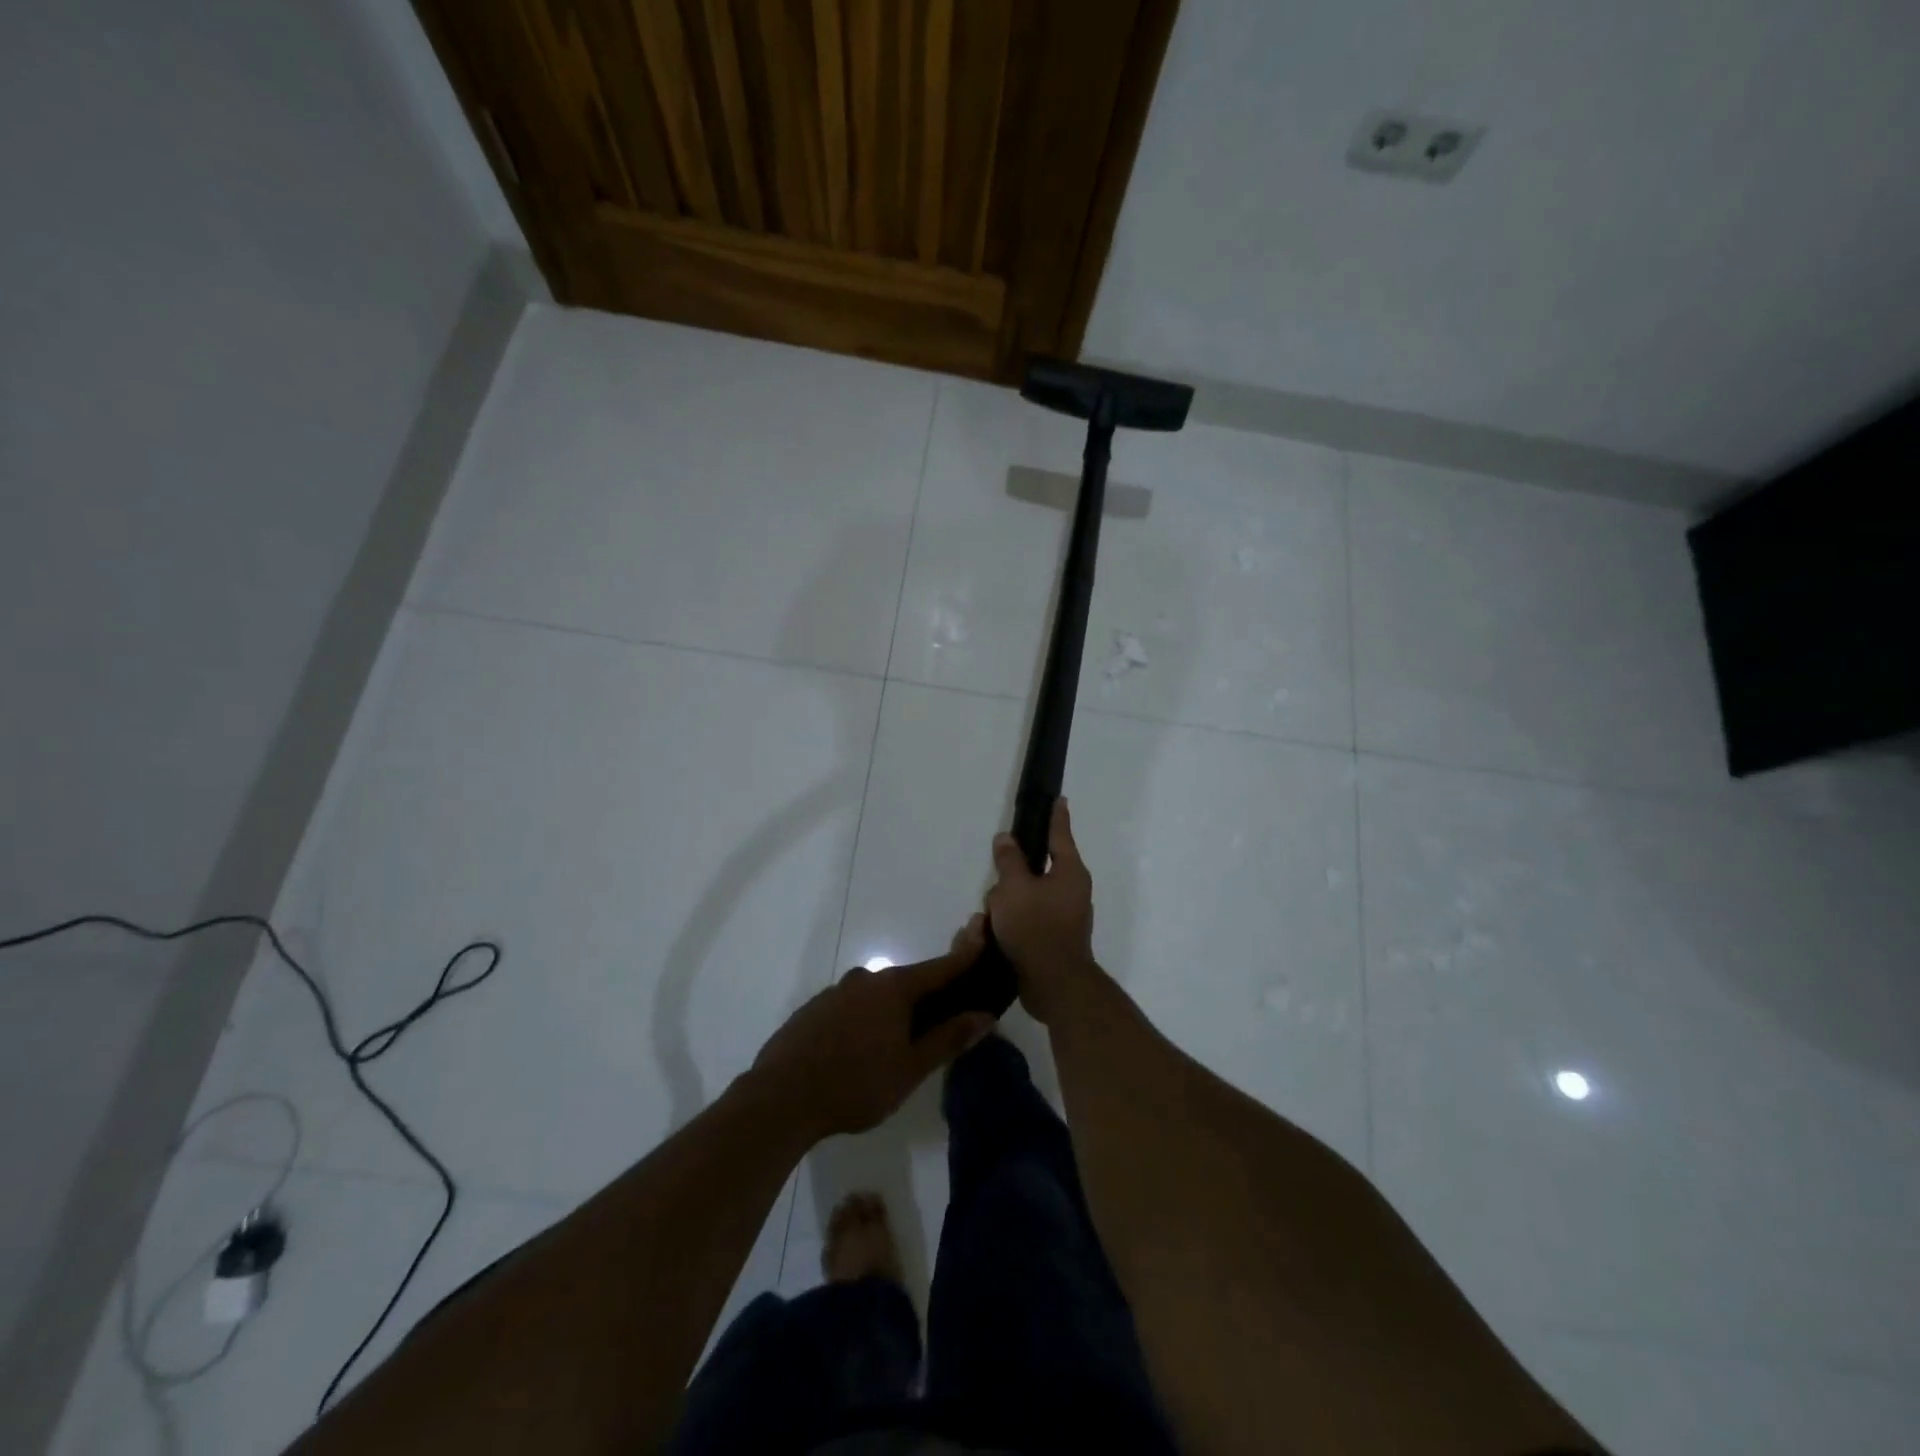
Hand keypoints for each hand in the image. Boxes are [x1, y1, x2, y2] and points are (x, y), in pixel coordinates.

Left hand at [752, 920, 995, 1139]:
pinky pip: (851, 1008)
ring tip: (901, 1043)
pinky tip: (862, 1048)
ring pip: (877, 996)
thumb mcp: (910, 1068)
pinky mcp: (813, 1010)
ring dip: (894, 1010)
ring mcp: (835, 992)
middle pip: (907, 982)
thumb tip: (984, 1015)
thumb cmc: (856, 1084)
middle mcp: (865, 979)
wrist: (780, 1098)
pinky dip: (866, 1019)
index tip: (984, 939)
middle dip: (928, 995)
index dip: (964, 957)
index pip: (939, 968)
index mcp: (894, 988)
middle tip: (945, 1017)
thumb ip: (948, 1039)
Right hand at [986, 798, 1097, 1024]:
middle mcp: (1072, 890)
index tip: (1058, 799)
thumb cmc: (1036, 927)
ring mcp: (1065, 916)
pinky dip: (1012, 922)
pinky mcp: (1053, 938)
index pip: (1060, 835)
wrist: (1053, 983)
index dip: (1056, 816)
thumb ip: (1009, 861)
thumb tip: (1006, 839)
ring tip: (989, 917)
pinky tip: (994, 932)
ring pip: (1028, 896)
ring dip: (1007, 903)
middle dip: (1013, 875)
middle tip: (996, 881)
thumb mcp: (1014, 888)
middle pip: (1037, 868)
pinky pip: (1028, 918)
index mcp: (1069, 872)